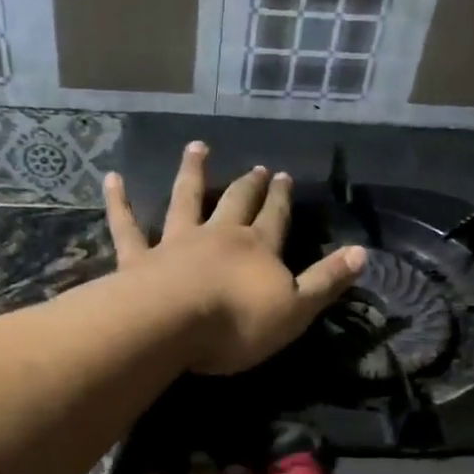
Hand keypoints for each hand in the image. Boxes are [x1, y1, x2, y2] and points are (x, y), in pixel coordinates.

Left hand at [105, 142, 364, 375]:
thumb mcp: (296, 311)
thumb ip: (325, 282)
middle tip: (256, 166)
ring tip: (196, 147)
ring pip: (186, 200)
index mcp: (257, 249)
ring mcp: (176, 243)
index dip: (281, 199)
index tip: (284, 176)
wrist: (173, 325)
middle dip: (248, 186)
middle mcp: (219, 236)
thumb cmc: (238, 324)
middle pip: (236, 203)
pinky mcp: (139, 258)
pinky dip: (120, 202)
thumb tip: (361, 253)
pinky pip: (128, 226)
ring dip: (193, 173)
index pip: (275, 218)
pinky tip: (112, 179)